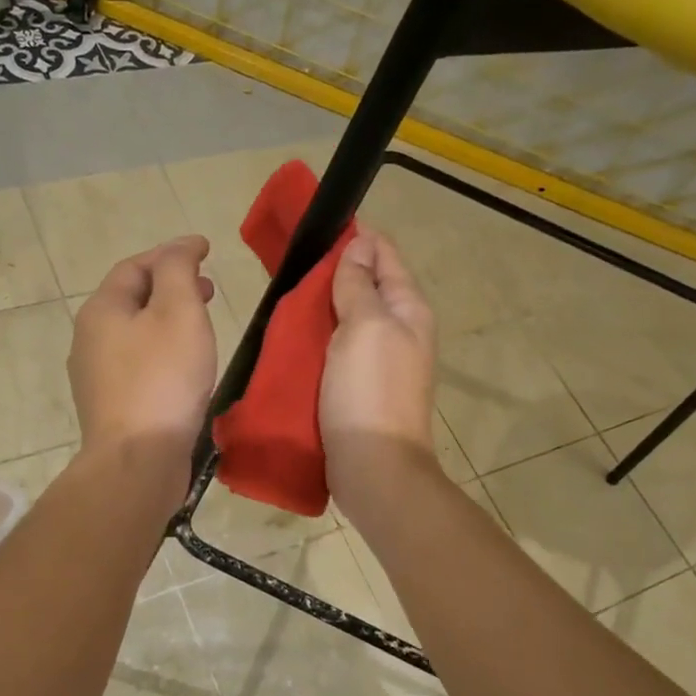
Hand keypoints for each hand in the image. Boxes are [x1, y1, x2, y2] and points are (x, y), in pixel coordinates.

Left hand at [69, 235, 216, 479]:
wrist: (137, 460)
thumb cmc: (162, 379)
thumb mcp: (178, 311)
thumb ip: (178, 271)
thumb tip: (181, 247)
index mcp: (102, 310)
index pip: (136, 266)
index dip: (172, 253)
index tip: (207, 250)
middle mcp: (90, 338)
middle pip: (132, 299)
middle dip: (171, 287)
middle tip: (209, 289)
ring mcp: (96, 376)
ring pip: (135, 334)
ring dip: (167, 321)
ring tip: (201, 326)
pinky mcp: (111, 406)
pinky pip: (138, 365)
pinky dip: (162, 351)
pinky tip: (184, 367)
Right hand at [320, 232, 441, 521]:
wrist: (373, 466)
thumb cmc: (370, 390)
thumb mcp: (366, 326)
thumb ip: (360, 284)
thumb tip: (360, 245)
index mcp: (408, 309)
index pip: (385, 255)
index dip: (356, 237)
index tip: (316, 228)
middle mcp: (399, 330)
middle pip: (367, 286)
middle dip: (334, 272)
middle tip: (292, 264)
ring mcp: (379, 361)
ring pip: (349, 319)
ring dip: (323, 307)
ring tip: (286, 296)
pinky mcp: (357, 387)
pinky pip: (337, 350)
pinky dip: (318, 339)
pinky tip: (292, 337)